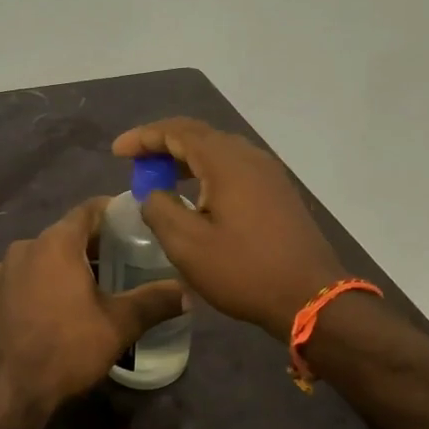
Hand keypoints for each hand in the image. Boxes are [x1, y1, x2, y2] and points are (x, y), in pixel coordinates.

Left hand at [0, 198, 185, 416]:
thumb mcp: (119, 325)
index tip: (135, 223)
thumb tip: (187, 292)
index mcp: (56, 242)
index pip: (90, 210)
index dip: (114, 212)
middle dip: (93, 244)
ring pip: (42, 256)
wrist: (7, 391)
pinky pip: (22, 276)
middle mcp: (25, 246)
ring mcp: (1, 270)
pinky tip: (55, 307)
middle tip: (123, 260)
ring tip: (91, 287)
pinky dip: (41, 282)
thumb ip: (154, 302)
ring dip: (65, 265)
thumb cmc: (67, 349)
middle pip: (66, 233)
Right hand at [111, 118, 346, 339]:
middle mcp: (250, 157)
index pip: (177, 132)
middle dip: (163, 145)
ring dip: (186, 160)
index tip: (118, 152)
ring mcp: (269, 174)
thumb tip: (153, 194)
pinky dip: (207, 173)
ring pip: (219, 152)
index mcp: (226, 161)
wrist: (310, 296)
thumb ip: (160, 210)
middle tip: (136, 164)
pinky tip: (197, 196)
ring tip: (161, 178)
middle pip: (199, 136)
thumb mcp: (187, 245)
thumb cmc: (244, 270)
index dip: (144, 137)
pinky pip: (235, 169)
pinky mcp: (278, 193)